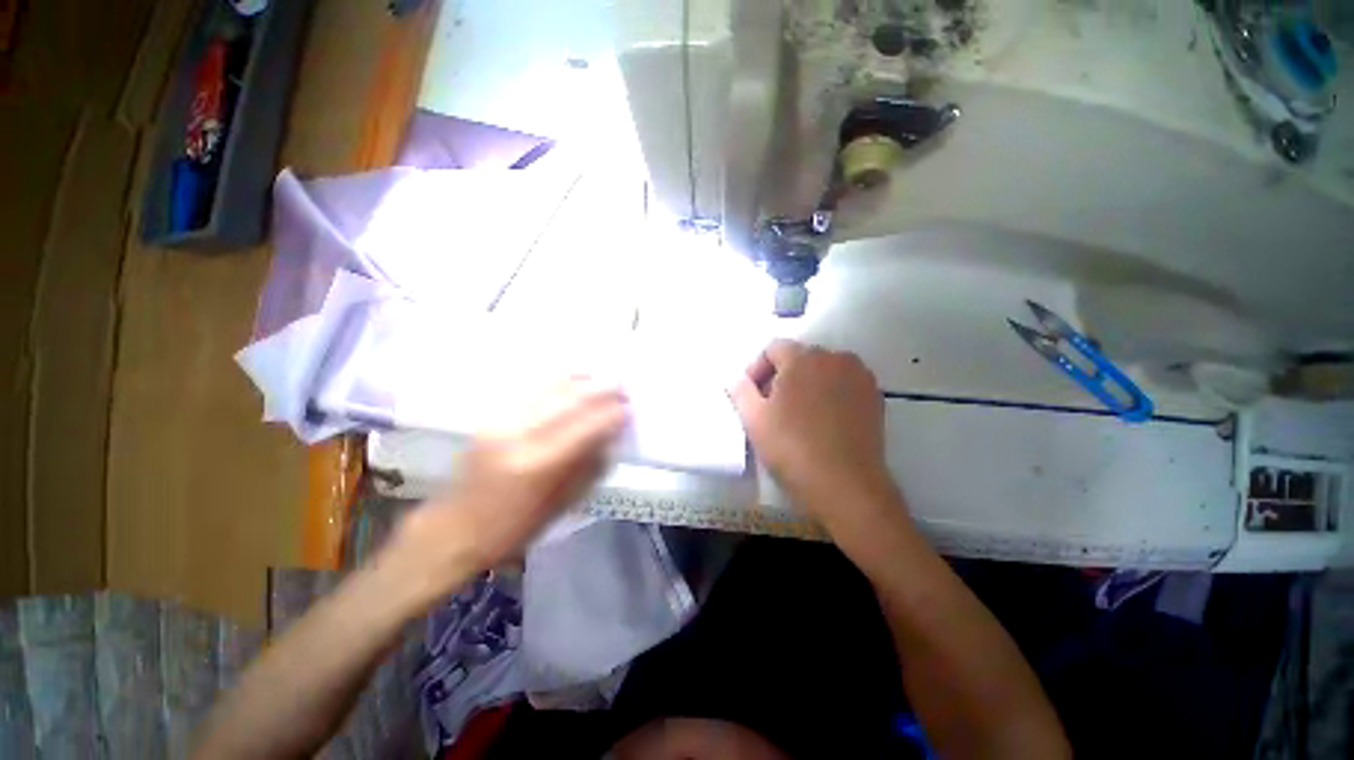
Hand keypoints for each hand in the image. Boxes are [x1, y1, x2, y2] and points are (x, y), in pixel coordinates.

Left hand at [386, 377, 627, 603]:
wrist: (456, 527)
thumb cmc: (514, 528)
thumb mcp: (560, 505)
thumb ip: (588, 467)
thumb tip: (611, 437)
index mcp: (538, 464)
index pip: (584, 428)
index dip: (610, 415)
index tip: (628, 408)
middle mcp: (519, 435)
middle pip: (568, 401)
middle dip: (599, 390)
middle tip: (620, 386)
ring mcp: (502, 422)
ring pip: (548, 389)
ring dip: (578, 380)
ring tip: (599, 376)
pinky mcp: (492, 418)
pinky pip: (532, 392)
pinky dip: (556, 383)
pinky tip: (571, 380)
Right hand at [729, 340, 899, 532]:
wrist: (845, 485)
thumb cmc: (792, 448)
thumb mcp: (753, 418)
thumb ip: (740, 390)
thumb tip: (737, 378)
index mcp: (803, 358)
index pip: (773, 348)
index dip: (757, 369)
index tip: (752, 395)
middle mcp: (835, 357)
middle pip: (799, 357)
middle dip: (781, 376)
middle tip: (772, 407)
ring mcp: (859, 376)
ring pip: (823, 370)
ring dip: (806, 384)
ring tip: (798, 414)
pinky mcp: (875, 397)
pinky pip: (844, 384)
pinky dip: (829, 394)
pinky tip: (823, 421)